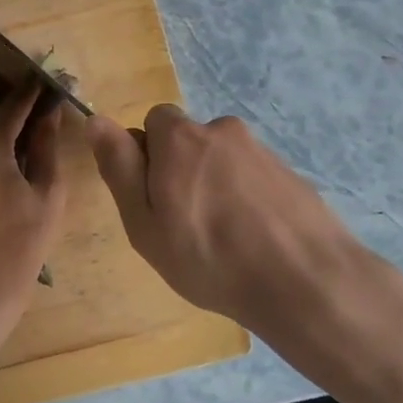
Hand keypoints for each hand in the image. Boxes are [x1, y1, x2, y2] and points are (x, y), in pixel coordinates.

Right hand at [86, 106, 391, 351]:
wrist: (305, 282)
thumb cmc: (209, 258)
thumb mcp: (145, 223)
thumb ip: (120, 167)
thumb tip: (96, 120)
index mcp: (180, 137)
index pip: (153, 122)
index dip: (148, 157)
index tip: (154, 200)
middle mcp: (221, 130)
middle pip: (189, 141)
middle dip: (182, 171)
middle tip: (186, 225)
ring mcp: (261, 150)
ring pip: (222, 161)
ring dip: (216, 186)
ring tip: (224, 239)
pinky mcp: (290, 173)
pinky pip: (253, 178)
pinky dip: (247, 199)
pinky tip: (254, 239)